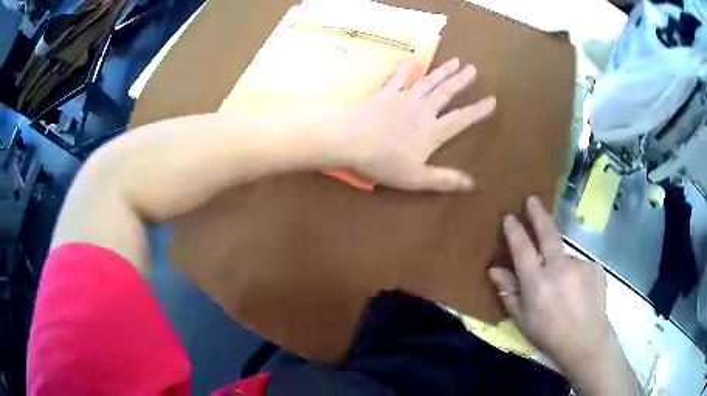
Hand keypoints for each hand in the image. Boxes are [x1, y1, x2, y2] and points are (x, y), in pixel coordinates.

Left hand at [327, 58, 495, 191]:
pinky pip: (398, 79)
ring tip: (455, 61)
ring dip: (442, 71)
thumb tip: (473, 184)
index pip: (462, 119)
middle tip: (473, 69)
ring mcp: (403, 98)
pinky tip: (411, 61)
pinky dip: (405, 70)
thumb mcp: (415, 178)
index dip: (478, 110)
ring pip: (428, 82)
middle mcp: (422, 110)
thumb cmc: (381, 162)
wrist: (347, 139)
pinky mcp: (384, 94)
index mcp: (432, 131)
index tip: (492, 100)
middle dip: (461, 81)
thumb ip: (444, 180)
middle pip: (446, 93)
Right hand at [489, 197, 639, 394]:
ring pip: (565, 257)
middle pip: (547, 234)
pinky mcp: (594, 267)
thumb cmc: (548, 335)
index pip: (523, 249)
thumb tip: (494, 270)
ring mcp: (579, 265)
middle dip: (538, 215)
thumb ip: (508, 292)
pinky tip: (578, 292)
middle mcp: (559, 268)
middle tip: (532, 200)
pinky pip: (580, 265)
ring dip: (560, 265)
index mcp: (537, 283)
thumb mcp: (522, 320)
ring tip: (565, 290)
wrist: (586, 341)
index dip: (515, 231)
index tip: (510, 217)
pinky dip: (575, 274)